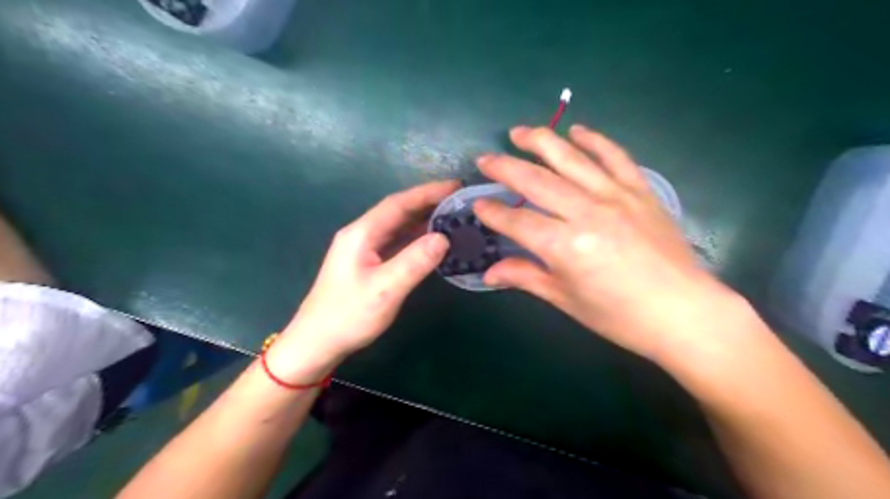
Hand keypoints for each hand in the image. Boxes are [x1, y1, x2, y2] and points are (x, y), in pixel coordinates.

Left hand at [266, 179, 458, 381]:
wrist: (317, 343)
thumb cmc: (348, 315)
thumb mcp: (385, 289)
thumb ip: (414, 262)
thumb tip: (443, 238)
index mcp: (362, 233)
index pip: (398, 204)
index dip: (427, 192)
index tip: (455, 185)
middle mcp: (362, 235)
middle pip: (398, 211)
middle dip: (428, 202)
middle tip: (459, 200)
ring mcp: (364, 249)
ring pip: (398, 226)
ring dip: (423, 219)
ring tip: (452, 216)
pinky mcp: (368, 263)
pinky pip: (396, 242)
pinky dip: (416, 237)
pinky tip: (432, 241)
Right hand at [477, 126, 740, 362]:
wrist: (684, 312)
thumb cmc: (620, 316)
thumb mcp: (567, 300)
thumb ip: (526, 278)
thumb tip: (489, 272)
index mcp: (565, 247)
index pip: (517, 221)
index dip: (493, 213)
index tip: (477, 206)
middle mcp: (587, 212)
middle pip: (535, 181)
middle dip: (504, 168)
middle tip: (484, 160)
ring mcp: (616, 196)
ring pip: (570, 158)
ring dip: (540, 141)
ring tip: (518, 132)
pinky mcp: (640, 190)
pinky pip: (614, 156)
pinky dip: (594, 139)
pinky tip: (576, 130)